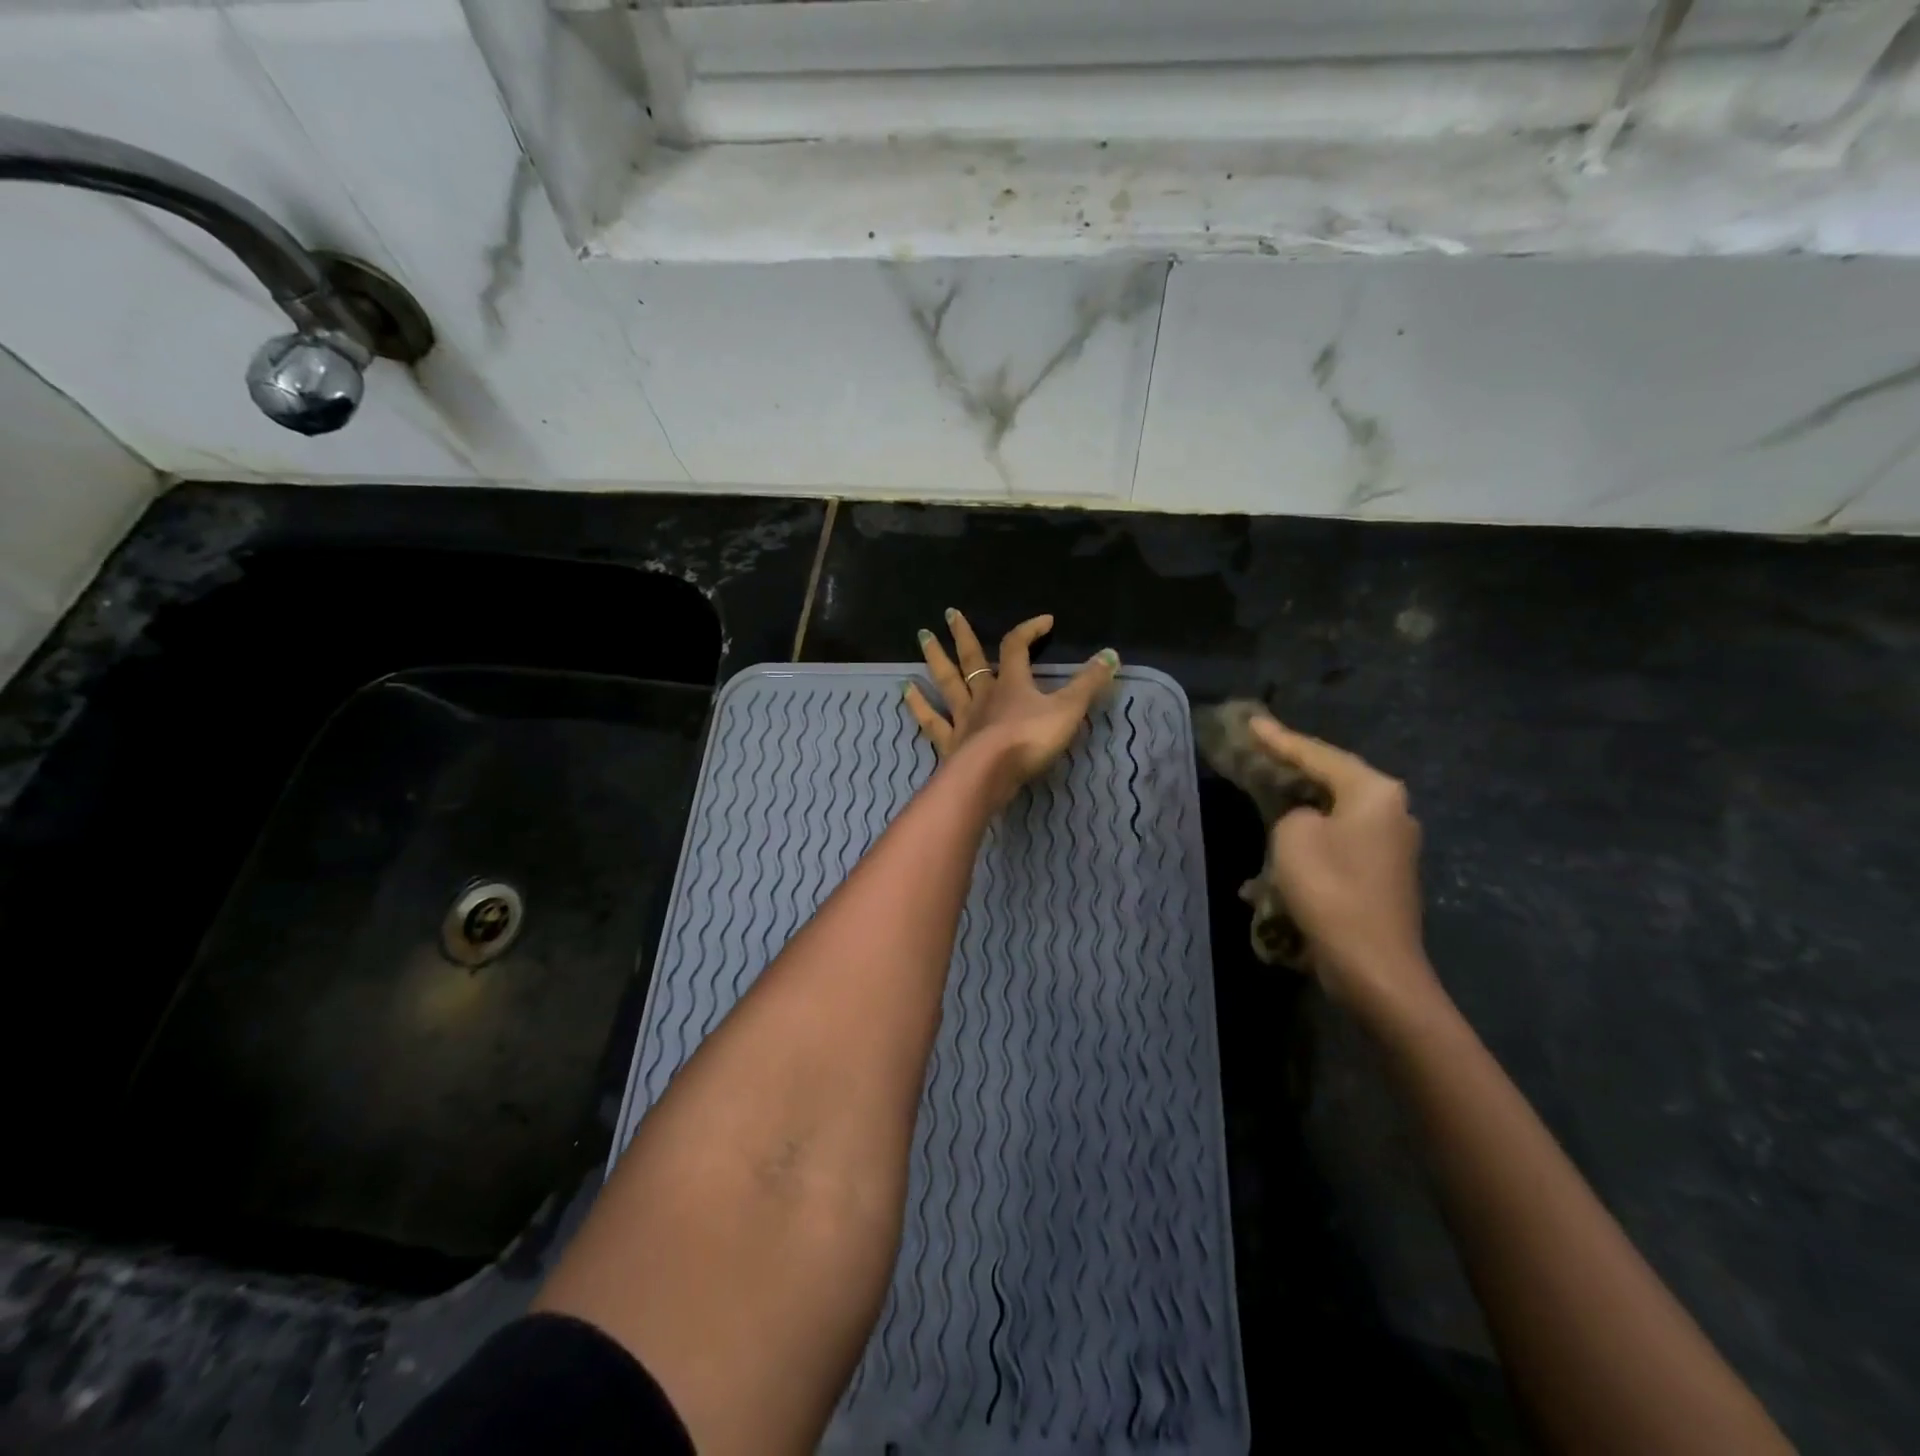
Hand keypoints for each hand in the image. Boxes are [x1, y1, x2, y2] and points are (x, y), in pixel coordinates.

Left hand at [904, 610, 1118, 803]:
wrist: (990, 775)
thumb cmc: (1030, 740)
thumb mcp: (1068, 710)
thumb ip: (1089, 684)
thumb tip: (1112, 654)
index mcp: (1012, 682)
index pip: (1017, 646)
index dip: (1030, 630)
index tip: (1045, 621)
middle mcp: (983, 694)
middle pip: (972, 657)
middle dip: (963, 634)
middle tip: (948, 613)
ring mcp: (963, 717)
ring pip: (948, 682)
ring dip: (936, 659)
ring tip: (922, 638)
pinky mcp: (949, 742)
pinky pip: (931, 720)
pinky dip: (919, 705)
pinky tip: (905, 690)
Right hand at [1250, 717, 1440, 1015]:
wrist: (1374, 966)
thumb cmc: (1331, 889)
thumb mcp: (1293, 836)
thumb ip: (1293, 812)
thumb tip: (1307, 821)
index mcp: (1374, 792)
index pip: (1317, 754)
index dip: (1280, 738)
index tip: (1252, 721)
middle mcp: (1392, 812)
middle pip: (1332, 780)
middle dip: (1293, 770)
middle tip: (1260, 752)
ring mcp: (1391, 846)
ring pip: (1333, 815)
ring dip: (1297, 814)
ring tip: (1265, 799)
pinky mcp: (1382, 876)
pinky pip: (1338, 845)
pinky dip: (1309, 846)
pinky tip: (1279, 862)